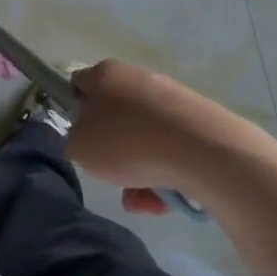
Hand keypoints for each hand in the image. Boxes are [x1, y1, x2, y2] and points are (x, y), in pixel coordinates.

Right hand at [67, 59, 241, 215]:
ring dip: (140, 172)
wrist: (203, 151)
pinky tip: (169, 198)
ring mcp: (170, 97)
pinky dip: (166, 172)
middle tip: (113, 178)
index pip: (78, 86)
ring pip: (143, 139)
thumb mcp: (79, 147)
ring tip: (146, 201)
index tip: (80, 139)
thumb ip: (73, 141)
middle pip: (114, 118)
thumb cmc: (128, 142)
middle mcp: (136, 77)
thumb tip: (86, 140)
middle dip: (113, 153)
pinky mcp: (198, 119)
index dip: (74, 111)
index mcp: (104, 74)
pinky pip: (171, 149)